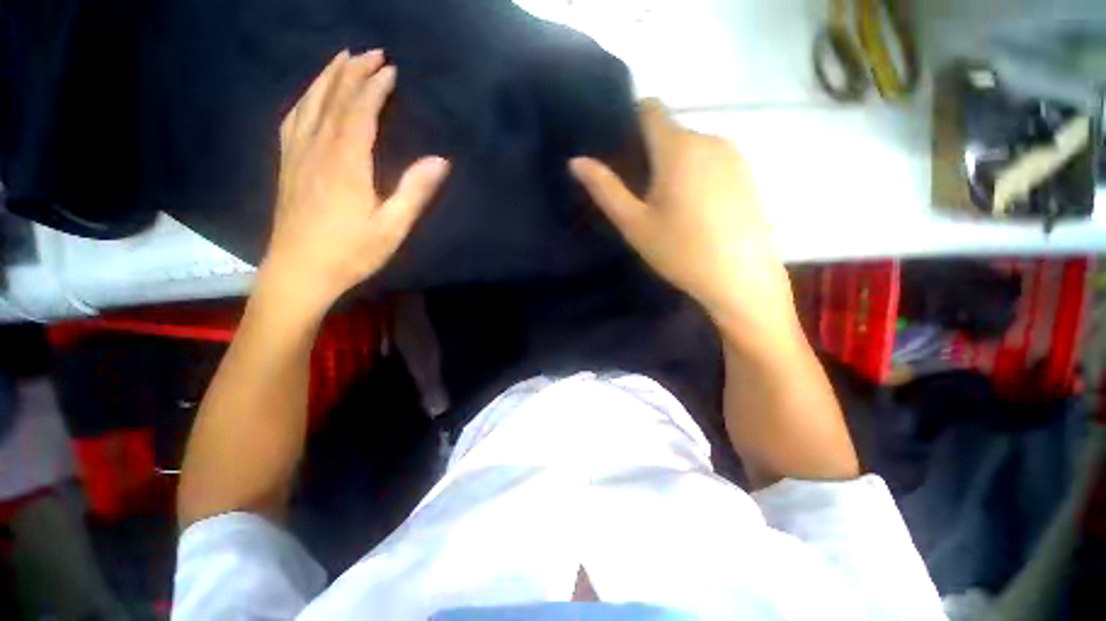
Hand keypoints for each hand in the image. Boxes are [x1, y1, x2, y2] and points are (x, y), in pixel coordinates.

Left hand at [259, 49, 449, 316]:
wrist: (299, 272)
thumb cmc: (351, 252)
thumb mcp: (392, 228)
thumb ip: (414, 192)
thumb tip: (440, 161)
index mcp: (346, 164)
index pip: (360, 112)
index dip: (375, 88)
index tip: (390, 69)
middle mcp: (318, 150)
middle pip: (333, 100)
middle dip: (352, 73)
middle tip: (370, 52)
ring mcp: (298, 156)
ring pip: (310, 105)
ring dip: (326, 79)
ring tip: (341, 60)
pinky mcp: (288, 166)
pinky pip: (293, 122)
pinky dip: (304, 101)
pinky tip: (311, 96)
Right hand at [570, 100, 798, 349]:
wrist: (740, 278)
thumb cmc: (680, 251)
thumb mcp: (635, 223)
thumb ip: (605, 189)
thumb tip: (576, 161)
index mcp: (678, 147)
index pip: (650, 109)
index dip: (630, 121)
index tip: (618, 151)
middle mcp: (709, 139)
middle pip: (669, 132)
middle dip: (649, 152)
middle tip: (637, 192)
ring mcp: (733, 156)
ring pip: (690, 149)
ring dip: (672, 166)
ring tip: (664, 206)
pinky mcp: (746, 175)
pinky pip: (711, 162)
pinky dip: (694, 175)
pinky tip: (693, 211)